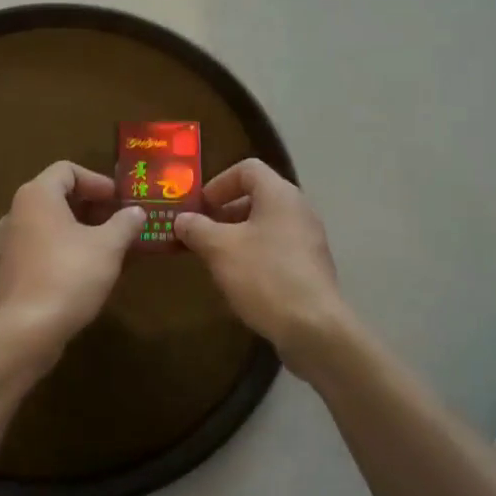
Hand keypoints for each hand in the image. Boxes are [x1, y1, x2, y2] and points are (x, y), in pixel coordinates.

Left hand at [0, 161, 145, 366]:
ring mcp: (7, 244)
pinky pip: (39, 250)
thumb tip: (136, 212)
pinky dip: (62, 252)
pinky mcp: (7, 272)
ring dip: (79, 231)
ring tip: (107, 249)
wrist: (25, 331)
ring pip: (48, 225)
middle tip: (119, 223)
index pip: (67, 170)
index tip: (120, 201)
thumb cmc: (69, 276)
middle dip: (91, 207)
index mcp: (37, 196)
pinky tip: (84, 274)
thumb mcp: (108, 247)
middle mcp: (16, 213)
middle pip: (57, 196)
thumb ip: (125, 224)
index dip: (97, 181)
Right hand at [175, 159, 358, 377]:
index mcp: (279, 194)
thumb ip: (197, 229)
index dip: (218, 183)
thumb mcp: (220, 249)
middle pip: (257, 196)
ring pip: (266, 224)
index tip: (199, 207)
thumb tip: (182, 219)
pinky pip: (277, 248)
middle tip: (200, 232)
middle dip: (224, 212)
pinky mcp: (310, 266)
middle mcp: (298, 209)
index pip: (247, 169)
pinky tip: (240, 280)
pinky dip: (255, 254)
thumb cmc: (264, 276)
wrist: (313, 327)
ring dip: (238, 235)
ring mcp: (308, 239)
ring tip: (215, 258)